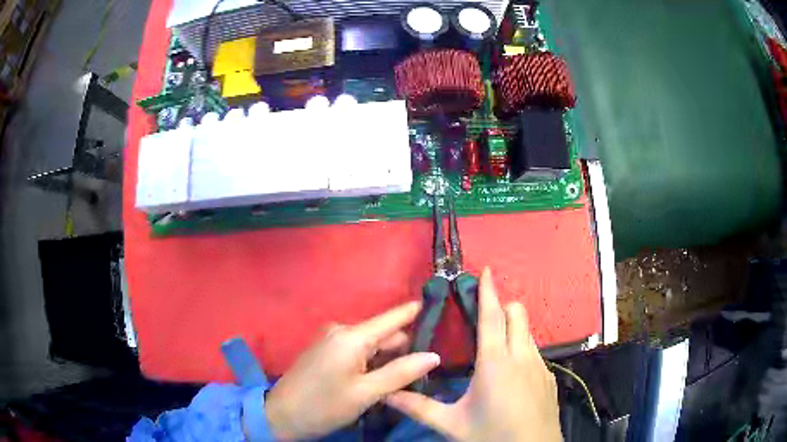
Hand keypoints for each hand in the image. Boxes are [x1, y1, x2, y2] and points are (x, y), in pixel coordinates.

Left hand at [263, 301, 440, 439]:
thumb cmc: (324, 406)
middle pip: (385, 334)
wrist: (281, 416)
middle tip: (427, 371)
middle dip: (405, 350)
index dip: (418, 312)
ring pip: (373, 345)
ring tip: (407, 380)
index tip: (442, 309)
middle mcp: (342, 330)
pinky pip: (358, 351)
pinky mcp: (326, 350)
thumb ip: (401, 373)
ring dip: (388, 360)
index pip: (394, 317)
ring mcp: (331, 339)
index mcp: (352, 336)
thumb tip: (434, 355)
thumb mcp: (366, 393)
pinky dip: (372, 363)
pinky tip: (380, 381)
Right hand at [384, 268, 561, 441]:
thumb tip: (387, 394)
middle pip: (517, 315)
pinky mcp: (549, 377)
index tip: (486, 269)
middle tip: (483, 317)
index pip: (492, 316)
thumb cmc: (492, 435)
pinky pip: (535, 352)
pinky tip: (512, 376)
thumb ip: (419, 407)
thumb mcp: (452, 424)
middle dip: (502, 306)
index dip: (488, 291)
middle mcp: (522, 356)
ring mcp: (540, 366)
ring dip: (513, 330)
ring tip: (494, 348)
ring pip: (528, 333)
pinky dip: (522, 350)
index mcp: (496, 362)